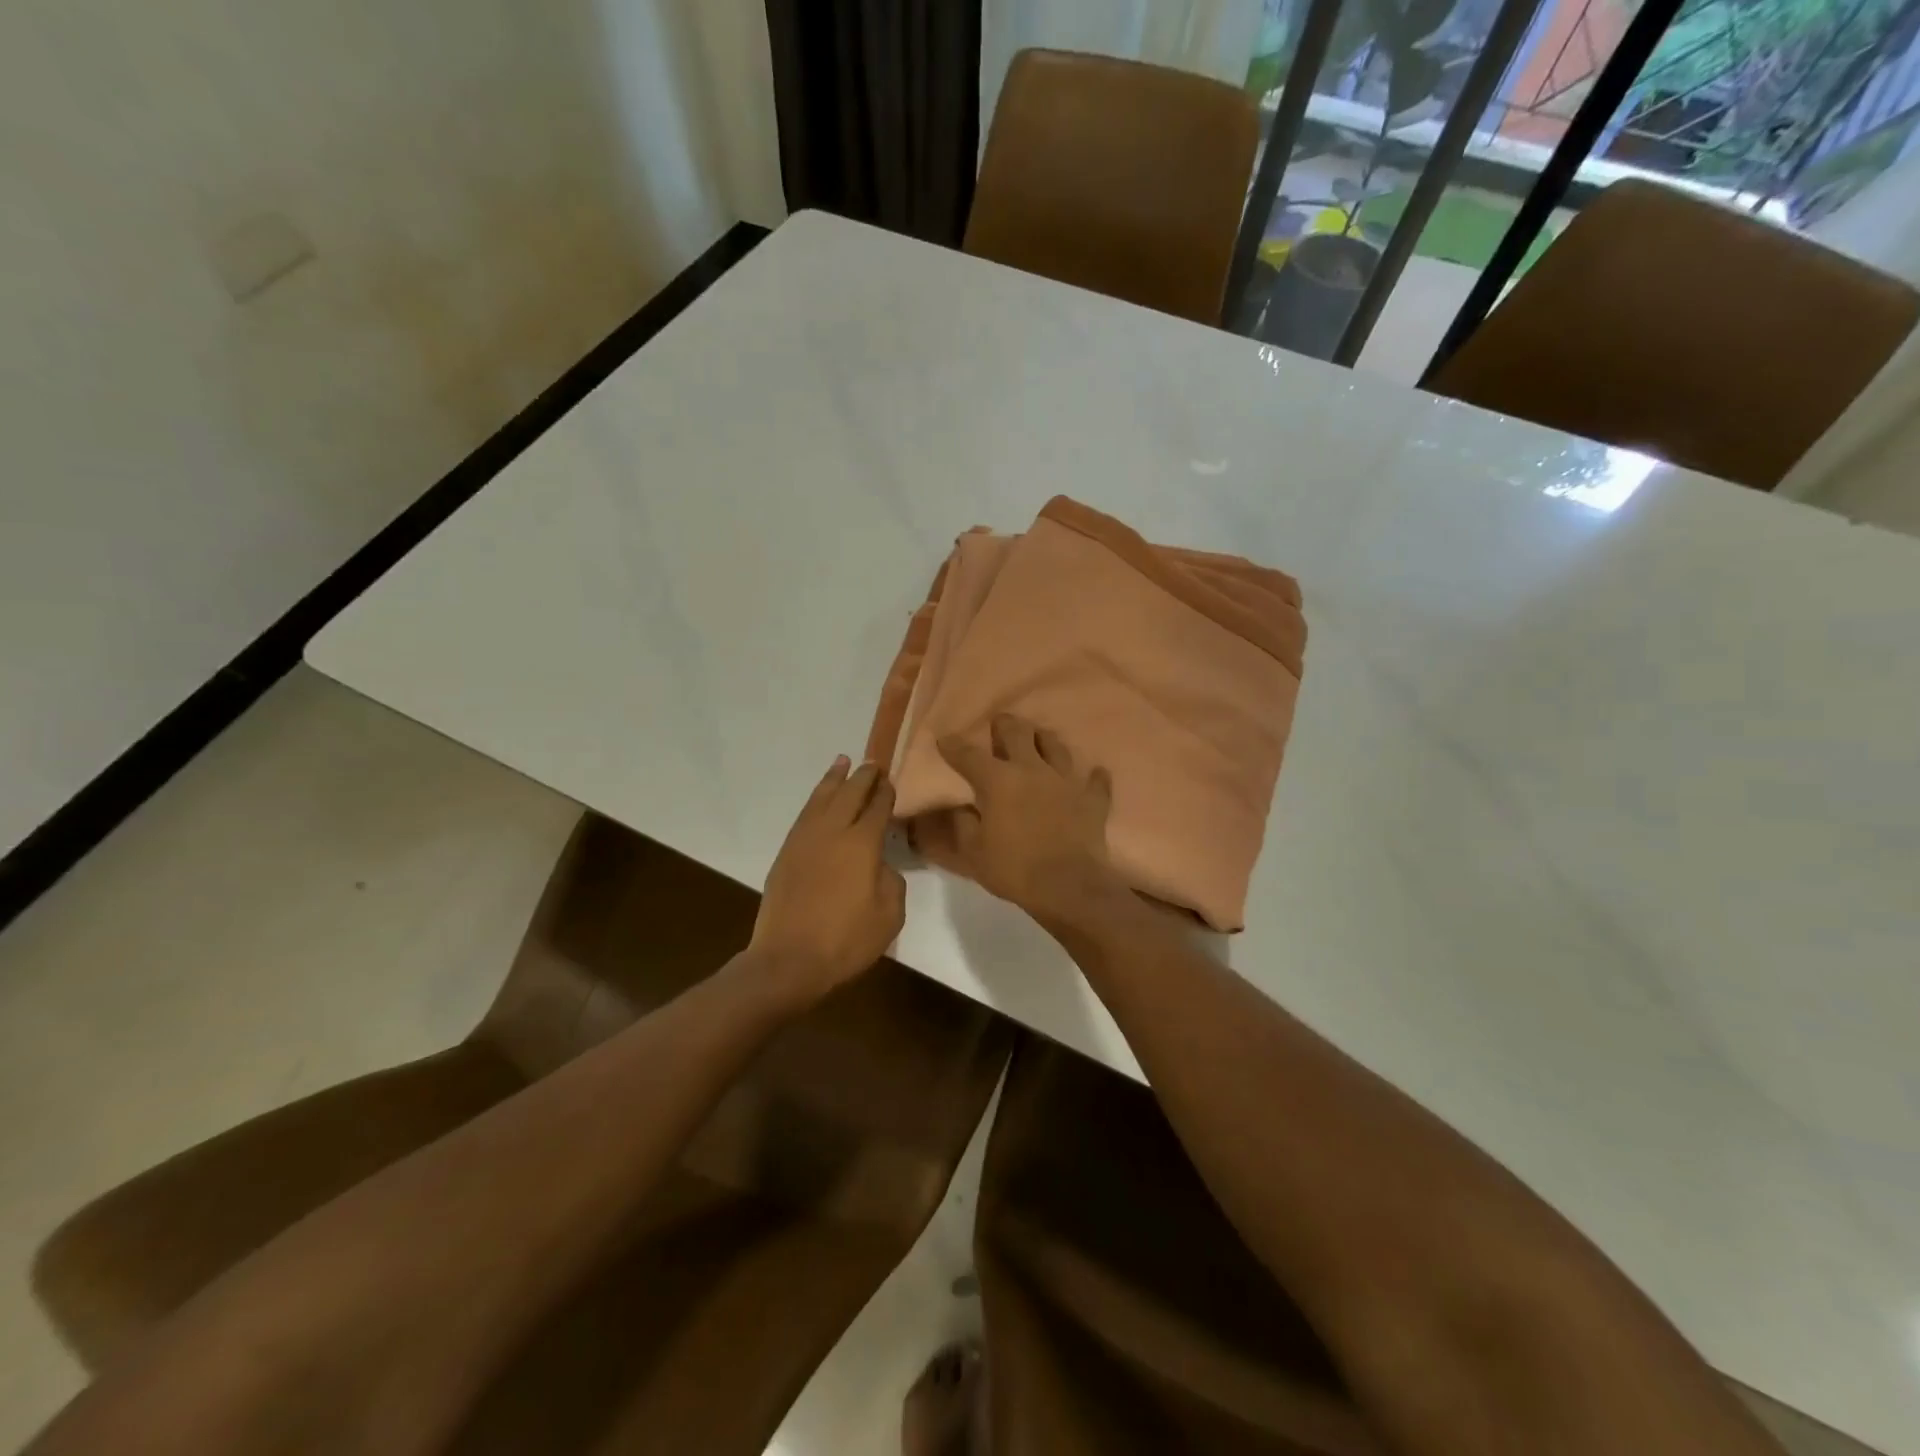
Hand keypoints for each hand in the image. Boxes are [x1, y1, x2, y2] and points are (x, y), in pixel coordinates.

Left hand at [751, 756, 905, 1001]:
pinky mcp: (786, 853)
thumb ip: (891, 880)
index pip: (877, 807)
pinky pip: (805, 814)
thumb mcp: (889, 915)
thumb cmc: (845, 941)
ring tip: (842, 762)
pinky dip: (816, 799)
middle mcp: (833, 831)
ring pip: (822, 798)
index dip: (886, 792)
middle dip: (863, 776)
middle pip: (850, 793)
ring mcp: (805, 840)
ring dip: (834, 779)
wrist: (787, 960)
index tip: (891, 780)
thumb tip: (879, 864)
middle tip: (873, 763)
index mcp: (862, 844)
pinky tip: (820, 798)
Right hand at [934, 714, 1122, 924]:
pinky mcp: (1092, 800)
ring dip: (1045, 740)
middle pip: (1018, 734)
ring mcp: (1066, 781)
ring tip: (1040, 738)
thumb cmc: (1013, 869)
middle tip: (1000, 722)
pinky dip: (1094, 777)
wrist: (1068, 886)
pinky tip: (1095, 774)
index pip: (969, 756)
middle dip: (1005, 725)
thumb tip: (961, 808)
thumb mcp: (974, 852)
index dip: (954, 746)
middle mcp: (1032, 770)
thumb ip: (964, 824)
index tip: (945, 739)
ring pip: (1056, 747)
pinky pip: (1096, 781)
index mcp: (998, 781)